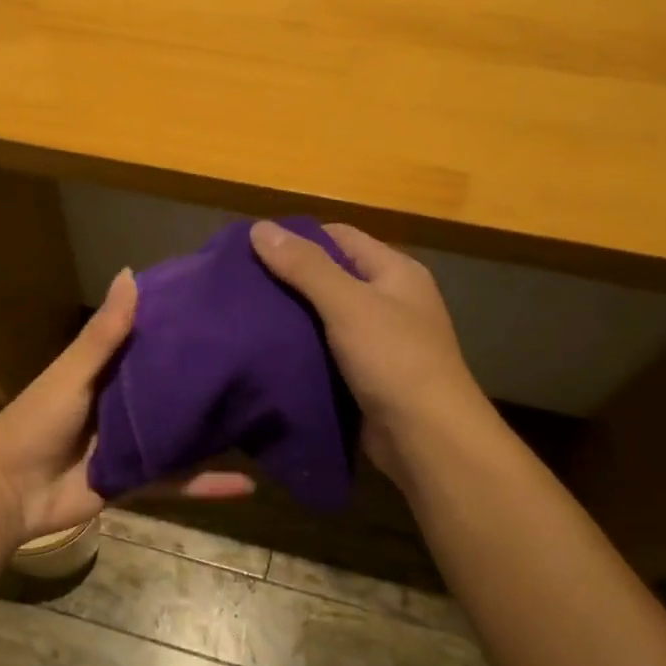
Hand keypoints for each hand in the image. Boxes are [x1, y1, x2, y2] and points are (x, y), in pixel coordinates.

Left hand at [0, 269, 253, 545]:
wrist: (9, 492)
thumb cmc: (37, 422)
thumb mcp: (72, 373)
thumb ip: (104, 334)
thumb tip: (132, 272)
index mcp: (105, 372)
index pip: (150, 342)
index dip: (181, 327)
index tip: (224, 308)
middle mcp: (123, 404)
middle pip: (172, 389)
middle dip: (209, 378)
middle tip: (262, 360)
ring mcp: (133, 444)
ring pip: (182, 435)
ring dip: (215, 431)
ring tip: (266, 417)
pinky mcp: (137, 481)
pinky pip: (178, 481)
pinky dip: (208, 485)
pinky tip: (249, 485)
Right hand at [249, 220, 481, 485]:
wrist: (425, 437)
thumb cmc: (393, 359)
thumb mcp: (348, 304)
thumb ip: (305, 266)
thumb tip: (259, 228)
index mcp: (394, 272)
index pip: (339, 237)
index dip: (297, 238)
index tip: (250, 249)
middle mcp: (389, 300)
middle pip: (330, 276)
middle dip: (287, 278)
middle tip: (239, 285)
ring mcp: (377, 340)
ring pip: (323, 316)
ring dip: (290, 316)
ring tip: (243, 316)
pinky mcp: (363, 374)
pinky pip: (324, 350)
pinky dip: (299, 348)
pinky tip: (266, 350)